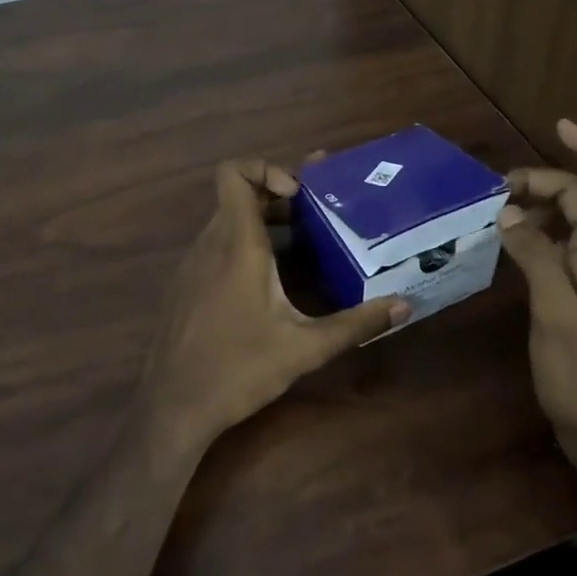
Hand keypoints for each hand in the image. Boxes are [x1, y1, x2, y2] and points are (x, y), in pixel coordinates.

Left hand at [137, 159, 409, 456]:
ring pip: (228, 221)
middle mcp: (210, 243)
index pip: (233, 173)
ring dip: (265, 223)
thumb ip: (356, 324)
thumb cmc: (238, 369)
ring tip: (306, 246)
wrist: (172, 407)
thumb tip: (404, 306)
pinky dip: (246, 246)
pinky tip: (274, 282)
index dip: (265, 168)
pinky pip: (217, 246)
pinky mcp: (187, 285)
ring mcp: (193, 264)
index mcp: (237, 244)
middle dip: (279, 198)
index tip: (298, 195)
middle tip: (319, 216)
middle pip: (239, 195)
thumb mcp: (305, 348)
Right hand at [498, 119, 576, 473]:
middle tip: (499, 188)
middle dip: (546, 177)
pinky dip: (534, 231)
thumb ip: (537, 257)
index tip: (559, 125)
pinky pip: (557, 245)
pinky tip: (508, 242)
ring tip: (497, 208)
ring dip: (538, 203)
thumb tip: (511, 212)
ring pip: (570, 220)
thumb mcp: (556, 312)